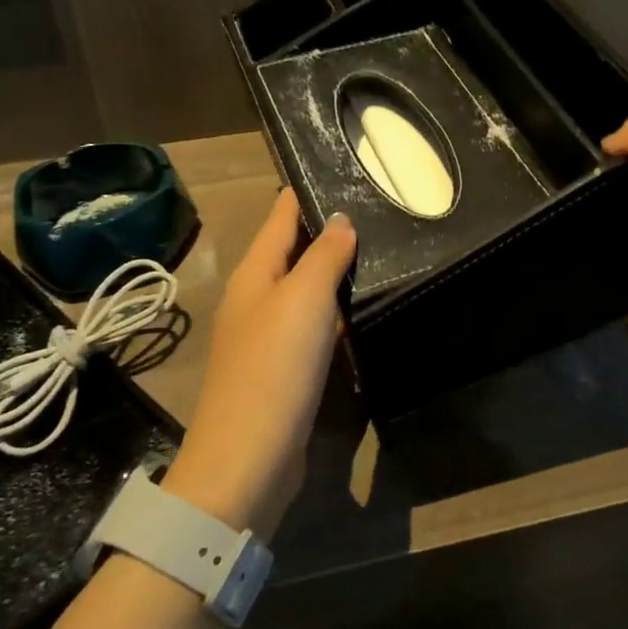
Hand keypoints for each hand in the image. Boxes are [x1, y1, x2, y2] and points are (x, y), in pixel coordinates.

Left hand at [160, 190, 355, 540]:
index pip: (281, 216)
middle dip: (328, 230)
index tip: (343, 168)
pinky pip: (314, 327)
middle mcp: (256, 298)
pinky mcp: (283, 370)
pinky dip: (336, 312)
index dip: (306, 191)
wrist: (247, 460)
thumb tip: (340, 217)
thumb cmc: (273, 367)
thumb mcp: (302, 300)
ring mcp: (267, 336)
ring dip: (334, 272)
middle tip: (378, 209)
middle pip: (293, 251)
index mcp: (254, 273)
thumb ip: (324, 256)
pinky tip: (363, 310)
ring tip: (380, 251)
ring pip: (305, 290)